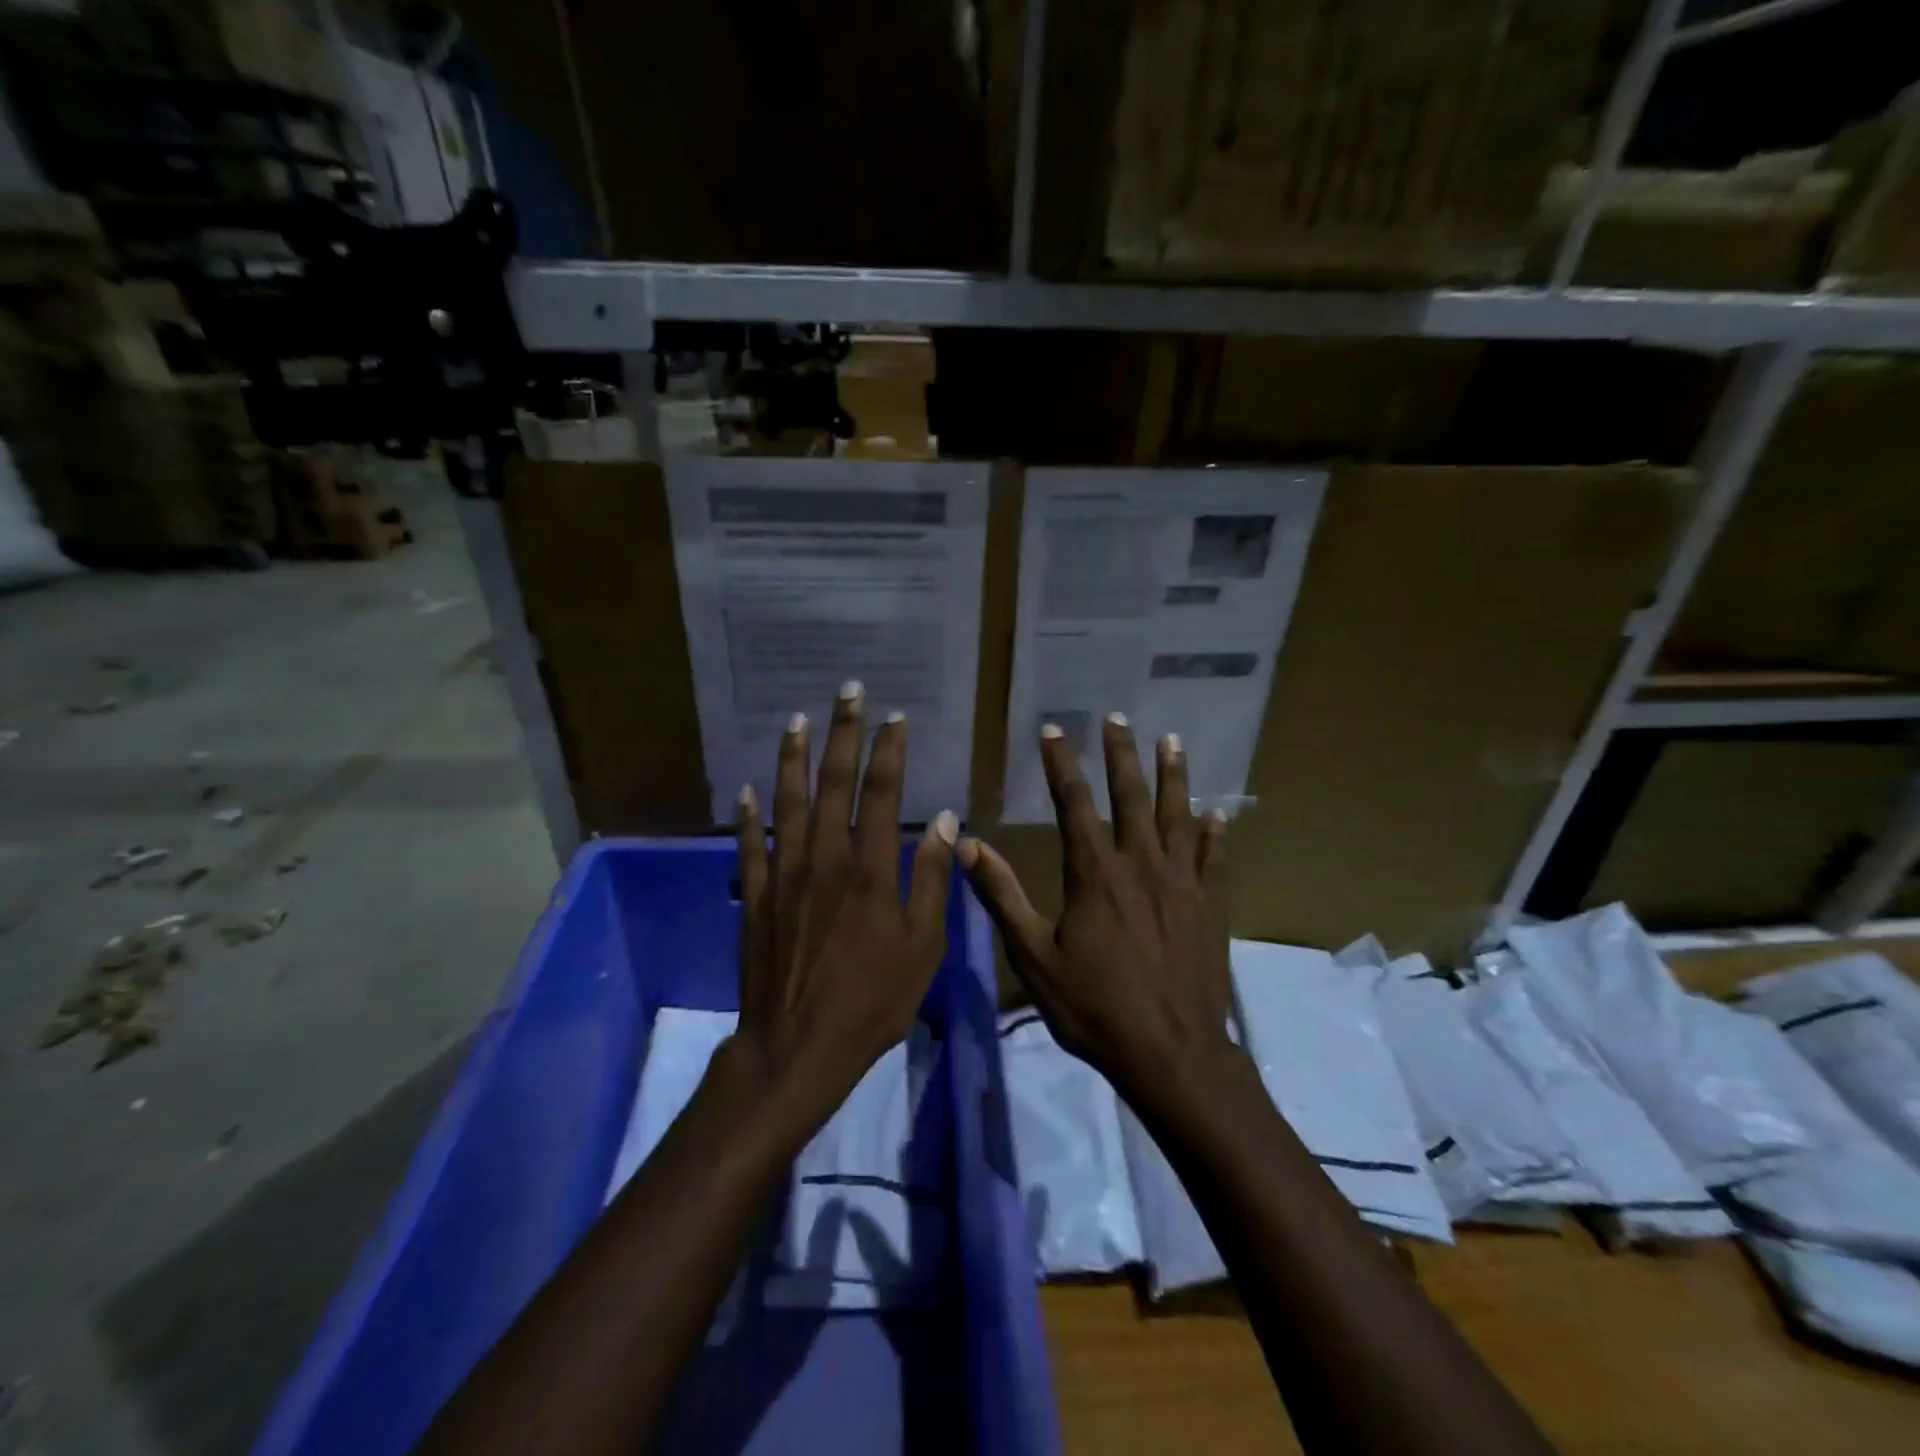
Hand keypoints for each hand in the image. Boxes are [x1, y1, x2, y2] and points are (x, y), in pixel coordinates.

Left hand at [731, 681, 957, 1131]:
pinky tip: (746, 790)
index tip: (895, 718)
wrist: (798, 1047)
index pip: (881, 793)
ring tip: (797, 720)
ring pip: (788, 802)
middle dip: (843, 734)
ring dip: (794, 758)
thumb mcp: (922, 947)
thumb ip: (931, 879)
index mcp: (869, 870)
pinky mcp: (755, 897)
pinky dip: (748, 815)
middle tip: (849, 692)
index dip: (888, 751)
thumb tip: (943, 819)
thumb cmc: (872, 1001)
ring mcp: (783, 875)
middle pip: (832, 783)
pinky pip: (750, 846)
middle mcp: (823, 859)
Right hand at [959, 714, 1231, 1096]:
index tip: (1055, 731)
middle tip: (1117, 718)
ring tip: (1172, 740)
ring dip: (1174, 776)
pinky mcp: (1210, 907)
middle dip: (1122, 754)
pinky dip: (1216, 834)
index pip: (1074, 804)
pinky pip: (1215, 860)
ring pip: (1178, 816)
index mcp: (1095, 875)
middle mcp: (1141, 866)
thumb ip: (1002, 897)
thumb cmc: (1095, 1008)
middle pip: (1131, 797)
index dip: (1062, 765)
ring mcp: (1182, 884)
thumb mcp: (1033, 957)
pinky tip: (1219, 815)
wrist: (1172, 1056)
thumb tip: (967, 845)